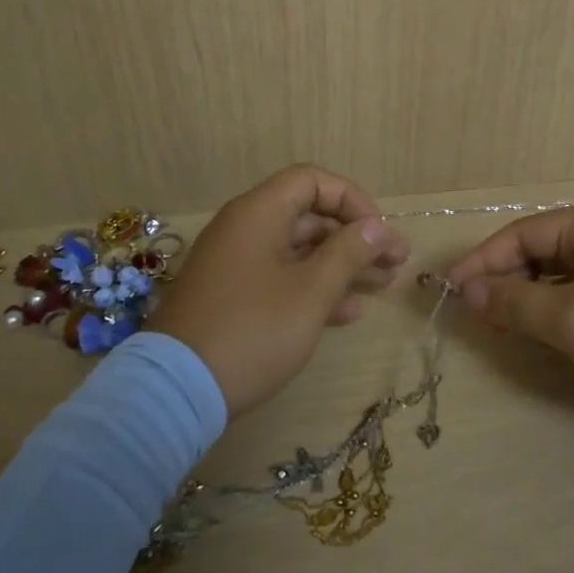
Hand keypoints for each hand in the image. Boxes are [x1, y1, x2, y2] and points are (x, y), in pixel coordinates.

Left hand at [155, 165, 409, 416]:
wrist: (177, 391)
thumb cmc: (254, 330)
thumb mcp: (311, 291)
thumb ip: (349, 252)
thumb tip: (377, 226)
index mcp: (258, 213)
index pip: (312, 181)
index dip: (352, 200)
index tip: (379, 232)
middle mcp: (246, 230)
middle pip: (310, 218)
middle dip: (356, 239)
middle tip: (396, 264)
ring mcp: (238, 266)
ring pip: (300, 252)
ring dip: (343, 266)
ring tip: (384, 286)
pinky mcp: (234, 299)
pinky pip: (282, 280)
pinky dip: (315, 289)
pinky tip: (349, 312)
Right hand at [445, 204, 573, 418]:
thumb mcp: (572, 320)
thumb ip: (513, 302)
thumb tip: (466, 291)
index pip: (522, 233)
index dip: (482, 261)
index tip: (450, 290)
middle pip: (539, 250)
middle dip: (504, 279)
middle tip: (474, 313)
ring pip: (558, 273)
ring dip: (527, 296)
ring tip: (500, 323)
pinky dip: (554, 308)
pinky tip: (541, 329)